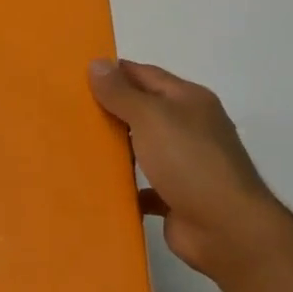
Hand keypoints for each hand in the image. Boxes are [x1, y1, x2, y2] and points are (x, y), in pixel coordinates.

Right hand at [89, 58, 286, 282]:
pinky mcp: (175, 197)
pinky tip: (95, 186)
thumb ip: (122, 93)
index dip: (113, 72)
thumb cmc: (190, 162)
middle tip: (66, 111)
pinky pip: (142, 186)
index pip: (145, 75)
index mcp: (188, 101)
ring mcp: (184, 164)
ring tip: (73, 145)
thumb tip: (97, 63)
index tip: (74, 77)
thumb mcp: (152, 118)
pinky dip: (123, 186)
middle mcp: (189, 128)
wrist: (226, 228)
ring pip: (142, 148)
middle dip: (109, 110)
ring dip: (115, 148)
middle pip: (143, 111)